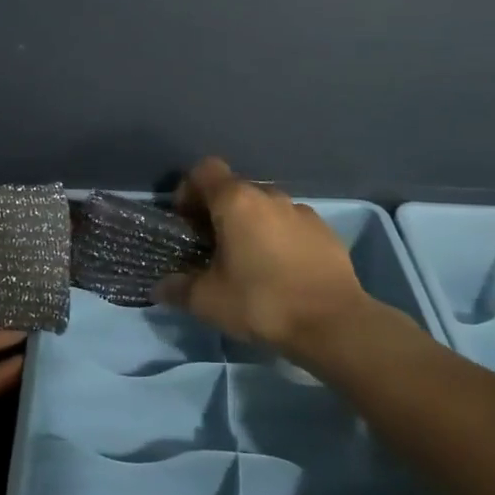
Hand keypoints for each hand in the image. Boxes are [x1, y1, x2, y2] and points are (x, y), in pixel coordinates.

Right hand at [155, 156, 382, 357]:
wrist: (334, 324)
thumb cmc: (261, 302)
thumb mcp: (208, 301)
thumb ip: (178, 288)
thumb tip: (161, 287)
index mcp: (236, 201)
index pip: (204, 170)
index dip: (189, 189)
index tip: (186, 221)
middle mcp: (269, 196)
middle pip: (234, 189)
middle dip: (218, 211)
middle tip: (211, 247)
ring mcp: (302, 212)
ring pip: (265, 207)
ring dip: (251, 225)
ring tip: (248, 261)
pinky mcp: (326, 232)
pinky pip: (291, 225)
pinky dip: (279, 238)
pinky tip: (280, 271)